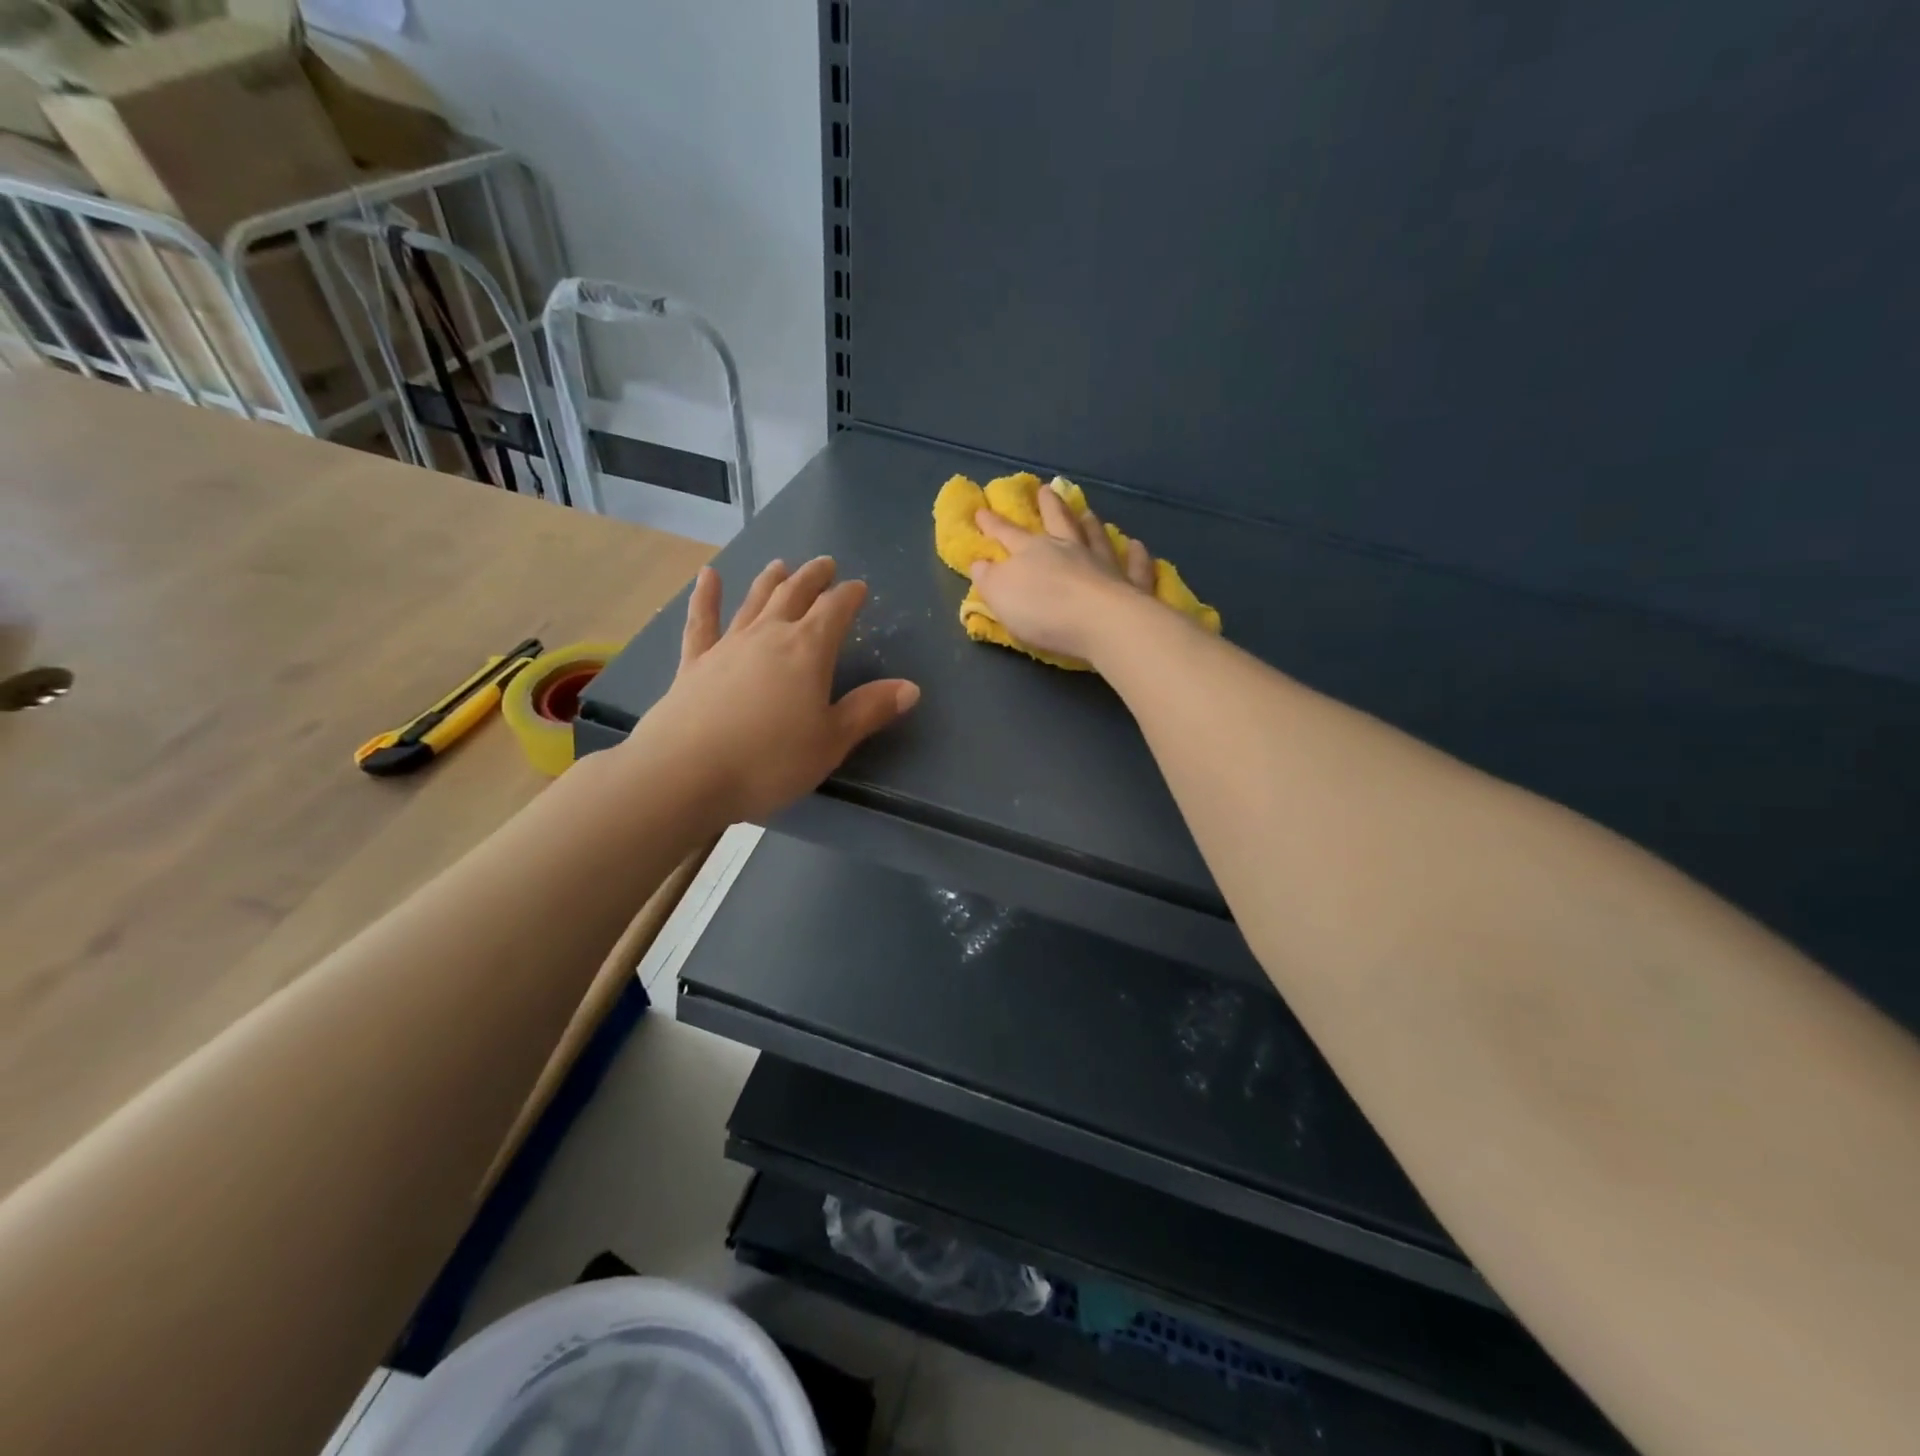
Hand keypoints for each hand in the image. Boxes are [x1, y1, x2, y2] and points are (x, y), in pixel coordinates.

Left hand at [628, 557, 918, 823]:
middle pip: (795, 595)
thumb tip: (911, 687)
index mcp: (807, 651)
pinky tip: (708, 576)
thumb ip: (869, 710)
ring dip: (770, 581)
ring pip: (754, 602)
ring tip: (780, 564)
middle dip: (813, 578)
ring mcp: (728, 646)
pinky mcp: (694, 663)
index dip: (850, 596)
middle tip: (825, 564)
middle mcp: (769, 636)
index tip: (860, 588)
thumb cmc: (770, 761)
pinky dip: (706, 597)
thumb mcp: (831, 741)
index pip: (835, 611)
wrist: (685, 773)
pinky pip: (702, 622)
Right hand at [967, 487, 1157, 663]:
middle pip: (1058, 522)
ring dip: (1091, 524)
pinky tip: (1137, 546)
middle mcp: (1069, 550)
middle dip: (1049, 506)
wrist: (1100, 623)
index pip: (1007, 534)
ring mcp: (1103, 564)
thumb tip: (981, 563)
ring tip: (1088, 513)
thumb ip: (989, 579)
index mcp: (1032, 552)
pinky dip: (1136, 556)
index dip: (993, 524)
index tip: (982, 510)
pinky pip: (1134, 567)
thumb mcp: (1001, 595)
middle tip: (1047, 490)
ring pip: (1096, 537)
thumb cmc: (1044, 611)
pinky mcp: (1131, 585)